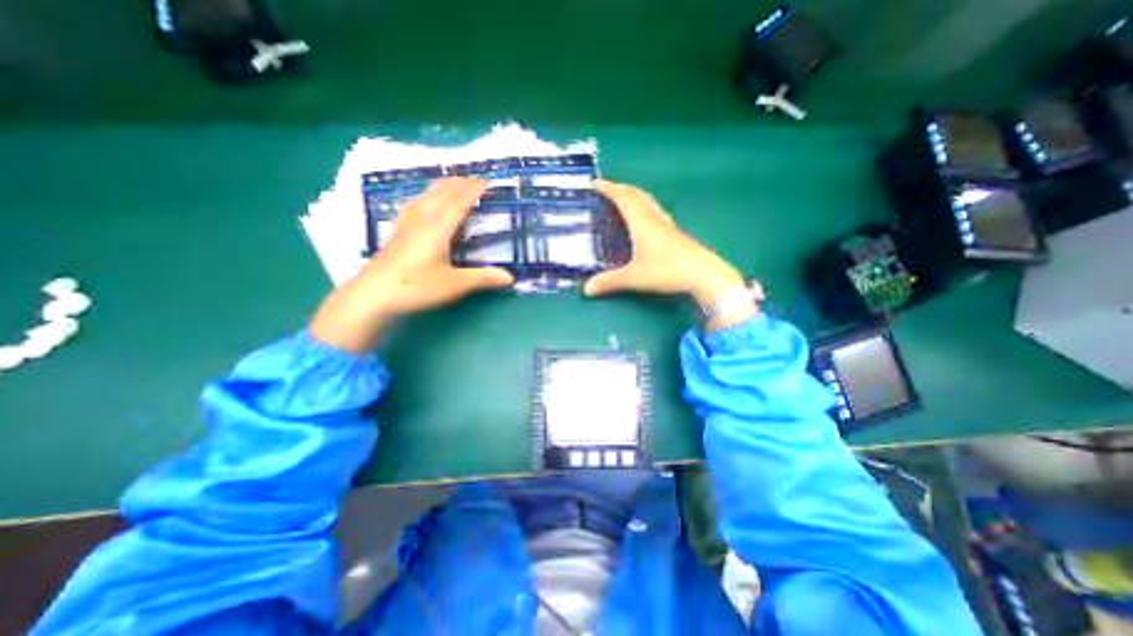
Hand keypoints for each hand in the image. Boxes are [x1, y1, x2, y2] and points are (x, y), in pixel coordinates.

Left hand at [305, 177, 507, 351]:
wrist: (373, 294)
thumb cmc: (416, 287)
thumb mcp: (454, 285)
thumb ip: (483, 278)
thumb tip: (511, 278)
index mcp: (438, 228)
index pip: (459, 201)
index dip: (474, 189)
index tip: (488, 181)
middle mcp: (422, 219)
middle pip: (441, 191)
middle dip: (460, 183)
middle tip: (477, 180)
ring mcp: (406, 223)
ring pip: (426, 194)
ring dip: (443, 186)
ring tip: (455, 184)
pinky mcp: (397, 230)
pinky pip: (414, 203)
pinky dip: (426, 195)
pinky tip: (423, 200)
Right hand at [588, 179, 753, 327]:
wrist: (704, 275)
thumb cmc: (667, 271)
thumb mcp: (634, 277)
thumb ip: (609, 282)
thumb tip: (586, 289)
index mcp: (643, 222)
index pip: (623, 198)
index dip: (608, 189)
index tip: (594, 183)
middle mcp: (655, 218)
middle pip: (636, 195)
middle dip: (620, 189)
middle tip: (606, 190)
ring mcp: (667, 225)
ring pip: (648, 202)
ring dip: (633, 196)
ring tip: (622, 200)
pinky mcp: (675, 234)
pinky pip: (655, 212)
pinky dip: (644, 208)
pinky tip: (644, 220)